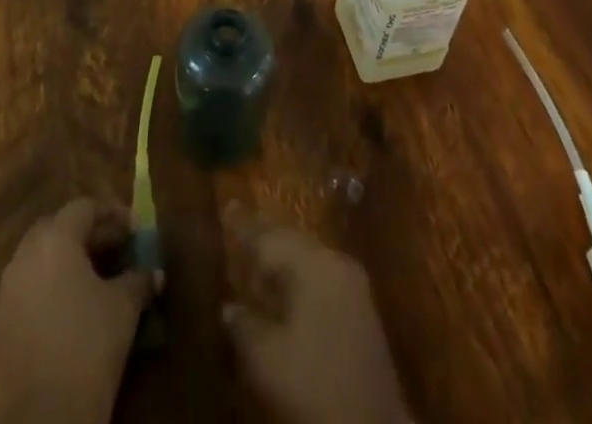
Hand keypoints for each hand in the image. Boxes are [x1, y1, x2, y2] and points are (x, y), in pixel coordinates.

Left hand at [0, 197, 158, 423]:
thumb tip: (155, 273)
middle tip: (115, 251)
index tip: (135, 229)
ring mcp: (5, 294)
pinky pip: (26, 295)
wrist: (40, 422)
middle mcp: (24, 257)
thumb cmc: (87, 347)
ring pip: (39, 263)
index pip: (84, 207)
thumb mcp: (123, 309)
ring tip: (95, 284)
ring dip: (66, 265)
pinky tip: (69, 317)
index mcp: (54, 240)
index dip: (113, 214)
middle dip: (87, 235)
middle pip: (57, 229)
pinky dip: (48, 294)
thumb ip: (139, 281)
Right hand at [222, 202, 408, 423]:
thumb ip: (243, 325)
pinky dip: (299, 279)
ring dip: (282, 260)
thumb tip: (230, 307)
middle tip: (238, 227)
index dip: (245, 225)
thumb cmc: (314, 388)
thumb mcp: (266, 360)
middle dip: (265, 238)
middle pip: (293, 241)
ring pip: (308, 259)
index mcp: (315, 264)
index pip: (271, 237)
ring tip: (255, 263)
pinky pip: (322, 277)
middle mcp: (337, 263)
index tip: (229, 204)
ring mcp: (354, 287)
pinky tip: (283, 294)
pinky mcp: (362, 312)